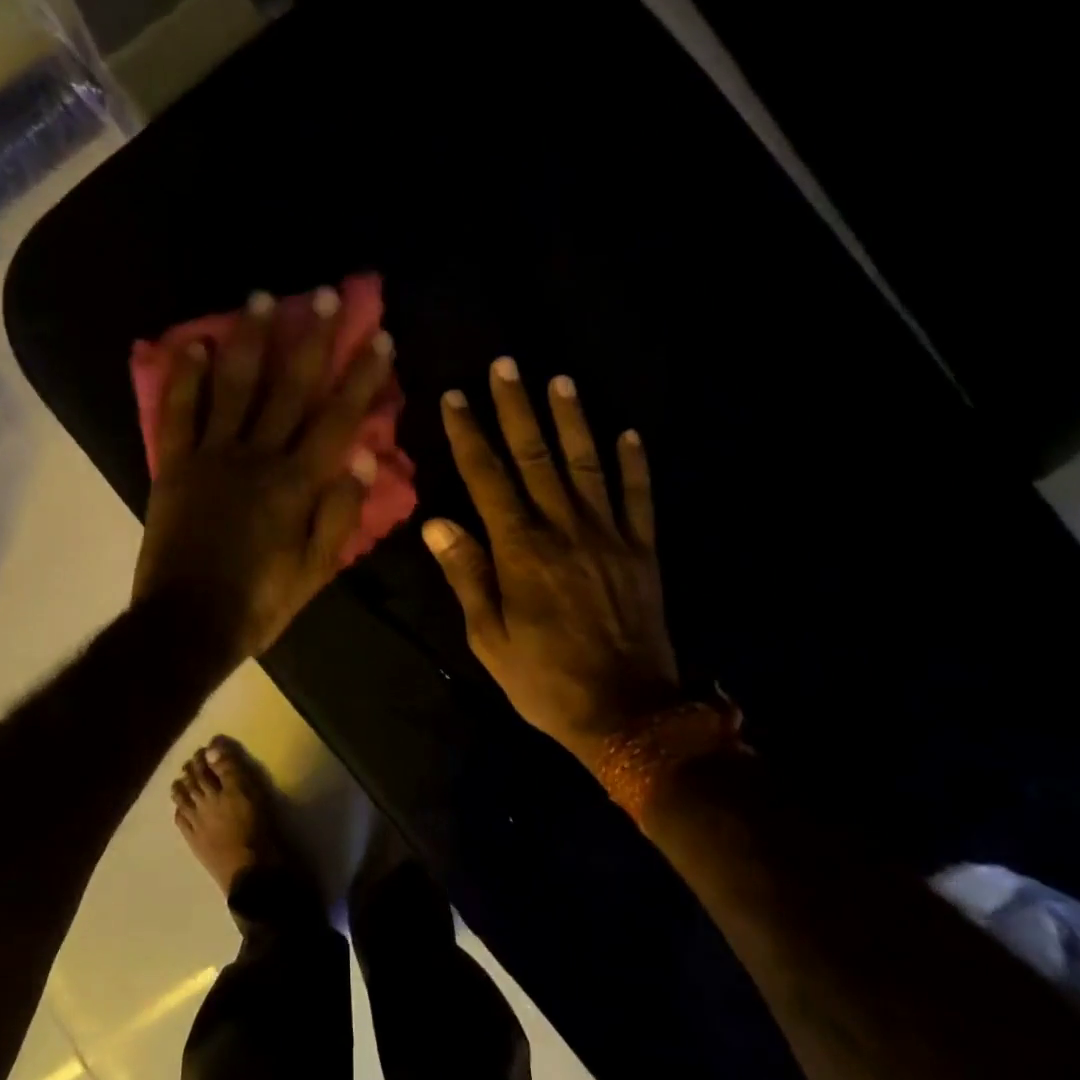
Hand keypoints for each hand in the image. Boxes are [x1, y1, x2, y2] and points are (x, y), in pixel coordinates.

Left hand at [133, 288, 391, 668]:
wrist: (188, 624)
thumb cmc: (260, 601)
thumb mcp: (316, 571)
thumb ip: (340, 513)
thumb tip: (363, 457)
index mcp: (297, 484)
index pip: (338, 419)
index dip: (361, 377)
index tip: (378, 338)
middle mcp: (257, 457)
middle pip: (289, 389)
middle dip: (311, 339)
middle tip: (322, 295)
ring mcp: (211, 457)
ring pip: (234, 387)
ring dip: (249, 340)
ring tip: (261, 297)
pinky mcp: (173, 466)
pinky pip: (177, 414)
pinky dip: (184, 378)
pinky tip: (192, 343)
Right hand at [422, 359, 679, 769]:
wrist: (628, 713)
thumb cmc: (545, 680)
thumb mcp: (489, 638)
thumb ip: (466, 574)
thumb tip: (436, 522)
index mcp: (520, 550)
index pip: (487, 477)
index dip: (470, 433)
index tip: (456, 397)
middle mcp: (564, 529)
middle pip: (535, 456)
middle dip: (517, 408)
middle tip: (506, 365)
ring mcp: (609, 536)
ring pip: (586, 464)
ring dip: (572, 420)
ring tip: (559, 381)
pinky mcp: (643, 551)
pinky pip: (639, 498)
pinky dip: (634, 464)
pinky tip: (628, 434)